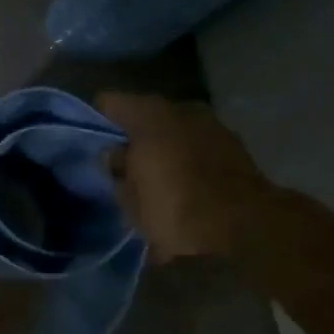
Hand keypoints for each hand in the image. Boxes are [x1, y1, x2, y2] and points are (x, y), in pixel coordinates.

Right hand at [96, 94, 275, 260]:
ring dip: (164, 150)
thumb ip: (117, 167)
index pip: (112, 102)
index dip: (98, 118)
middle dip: (135, 135)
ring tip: (151, 177)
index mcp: (152, 113)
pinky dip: (187, 164)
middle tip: (121, 161)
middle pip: (147, 117)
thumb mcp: (129, 193)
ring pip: (176, 133)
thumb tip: (115, 155)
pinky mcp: (237, 152)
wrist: (244, 231)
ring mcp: (214, 128)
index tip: (89, 139)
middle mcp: (183, 110)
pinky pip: (198, 152)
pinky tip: (180, 187)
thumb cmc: (175, 205)